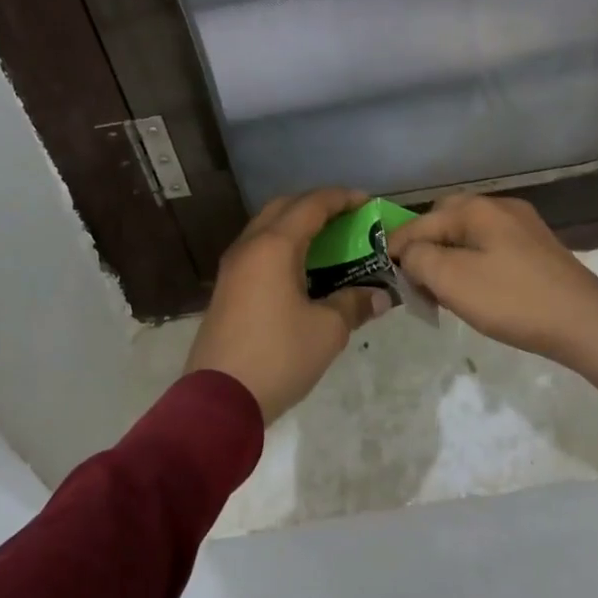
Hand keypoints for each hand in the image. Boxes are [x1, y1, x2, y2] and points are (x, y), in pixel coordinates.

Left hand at [183, 187, 392, 422]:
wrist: (219, 399)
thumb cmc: (278, 356)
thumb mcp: (327, 331)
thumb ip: (354, 304)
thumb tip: (379, 296)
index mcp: (274, 246)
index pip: (311, 205)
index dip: (341, 199)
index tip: (367, 202)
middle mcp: (249, 246)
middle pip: (284, 207)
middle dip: (316, 205)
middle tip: (346, 218)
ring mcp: (232, 267)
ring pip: (266, 228)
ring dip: (296, 226)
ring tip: (327, 241)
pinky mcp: (226, 288)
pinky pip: (258, 250)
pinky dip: (282, 247)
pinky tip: (301, 269)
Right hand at [388, 194, 597, 399]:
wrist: (587, 325)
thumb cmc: (513, 300)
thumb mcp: (453, 281)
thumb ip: (419, 259)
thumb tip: (409, 254)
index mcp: (476, 209)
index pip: (420, 223)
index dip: (398, 249)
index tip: (386, 277)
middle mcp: (499, 207)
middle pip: (444, 221)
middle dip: (425, 248)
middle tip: (415, 282)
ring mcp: (522, 226)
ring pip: (468, 235)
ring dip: (449, 258)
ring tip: (441, 290)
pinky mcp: (537, 248)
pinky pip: (490, 247)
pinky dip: (473, 264)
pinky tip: (475, 289)